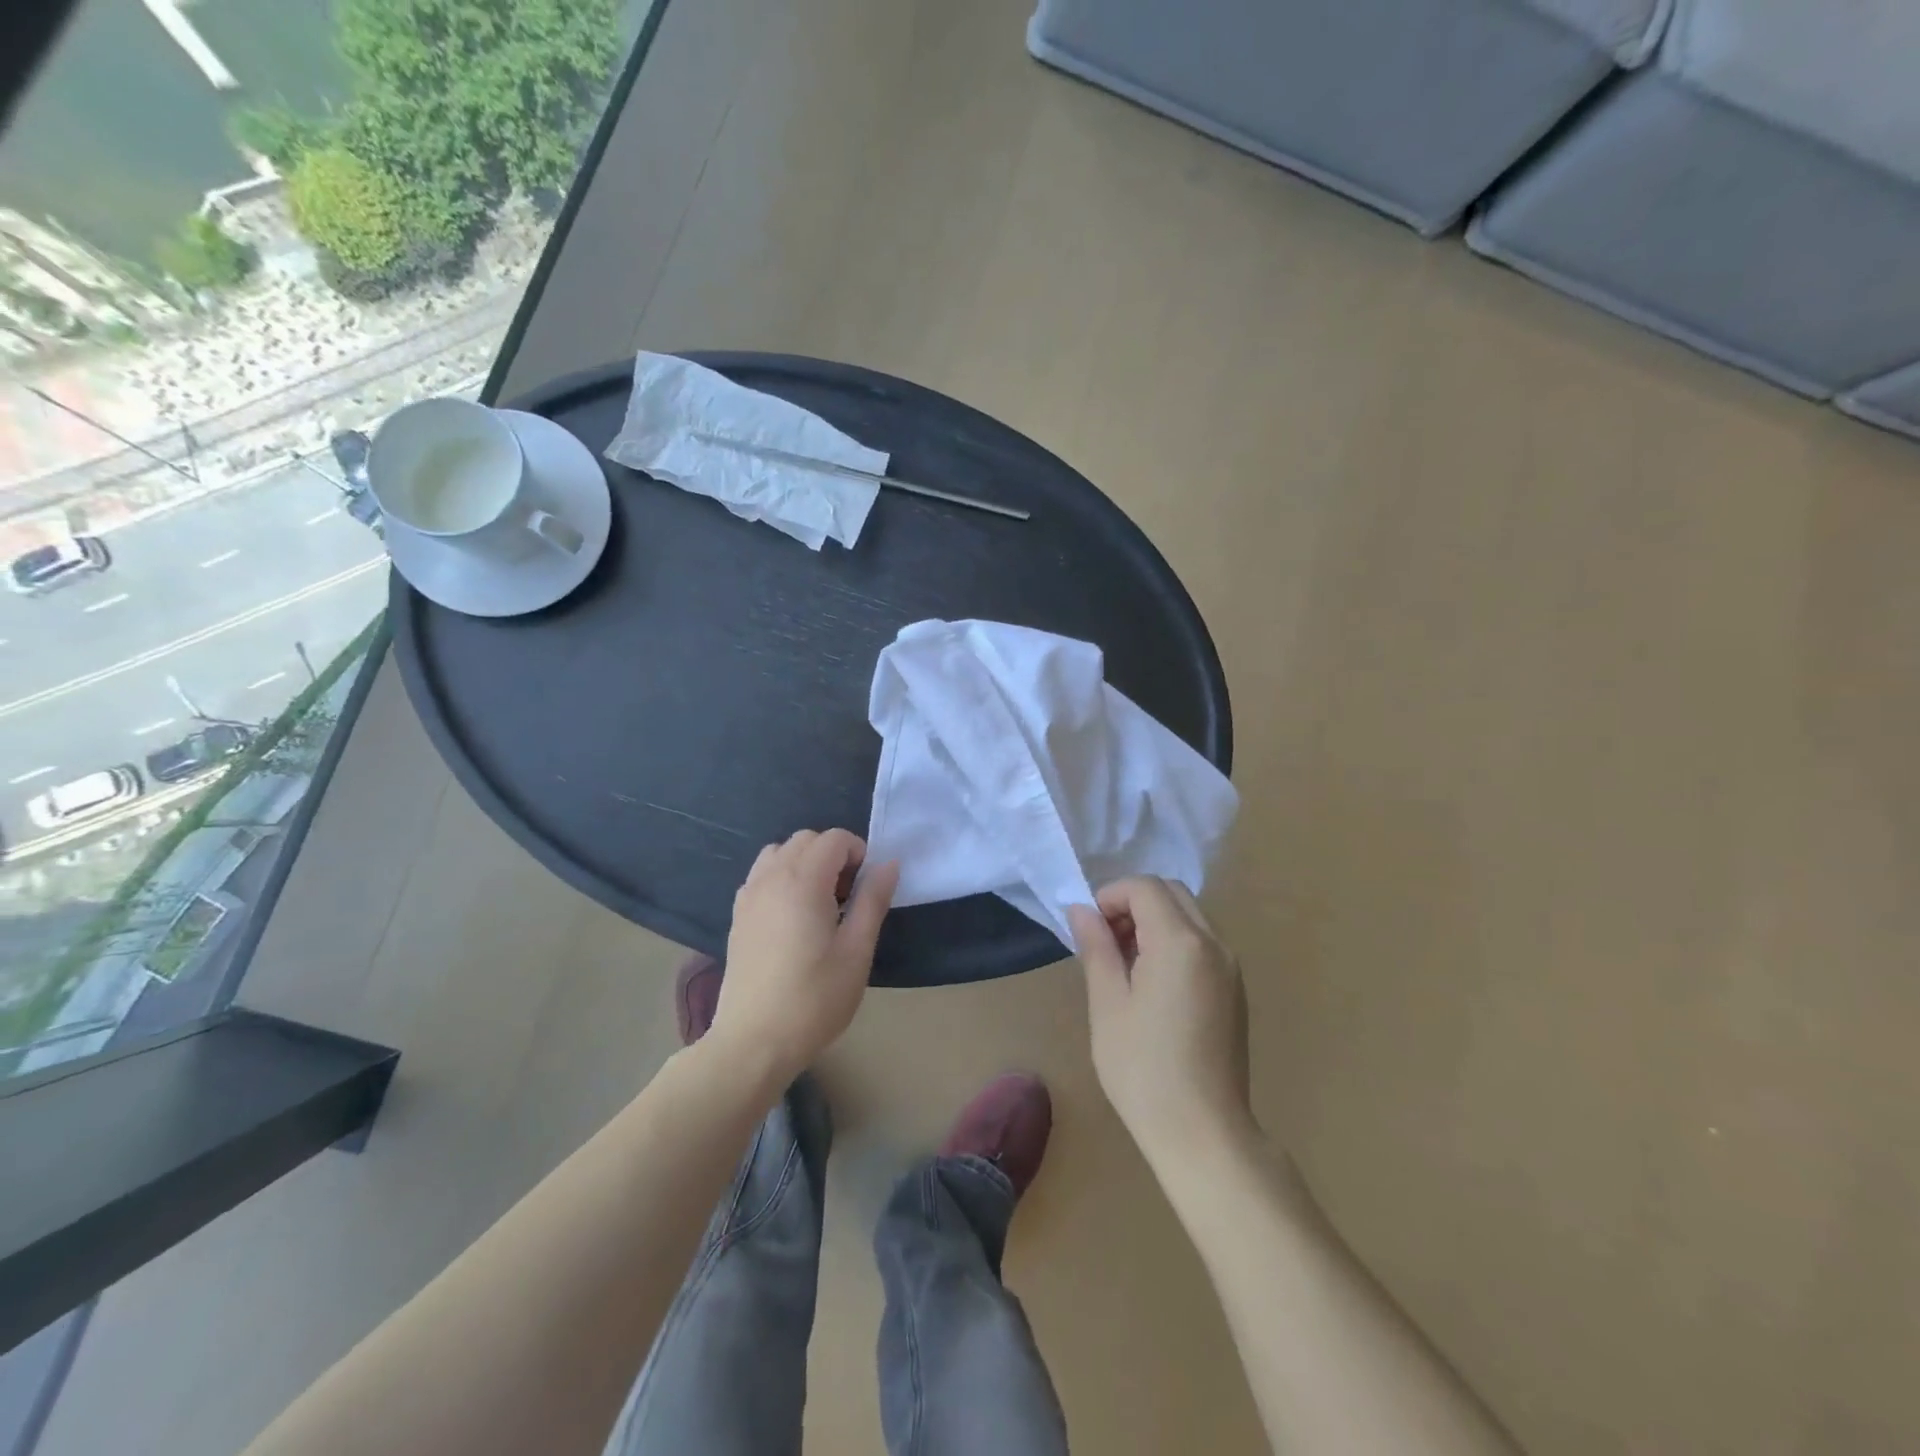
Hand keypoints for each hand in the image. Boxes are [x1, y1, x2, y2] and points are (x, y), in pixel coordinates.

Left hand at [715, 829, 899, 1083]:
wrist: (754, 1041)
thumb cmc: (814, 998)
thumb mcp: (856, 951)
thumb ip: (873, 900)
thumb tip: (889, 863)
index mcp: (803, 881)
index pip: (834, 838)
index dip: (858, 853)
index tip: (866, 889)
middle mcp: (771, 877)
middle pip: (806, 839)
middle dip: (832, 855)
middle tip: (848, 897)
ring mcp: (749, 895)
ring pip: (779, 852)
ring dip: (804, 863)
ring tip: (819, 903)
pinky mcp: (738, 915)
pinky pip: (762, 874)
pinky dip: (782, 877)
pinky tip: (792, 916)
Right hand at [1069, 877, 1251, 1165]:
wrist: (1204, 1133)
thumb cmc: (1144, 1069)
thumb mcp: (1108, 1004)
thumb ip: (1096, 948)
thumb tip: (1081, 910)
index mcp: (1181, 943)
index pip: (1145, 888)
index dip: (1111, 896)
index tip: (1089, 929)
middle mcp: (1214, 944)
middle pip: (1171, 893)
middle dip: (1133, 903)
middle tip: (1105, 941)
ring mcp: (1230, 967)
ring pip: (1189, 915)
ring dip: (1154, 921)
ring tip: (1125, 964)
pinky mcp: (1235, 989)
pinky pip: (1202, 942)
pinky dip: (1174, 941)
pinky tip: (1152, 982)